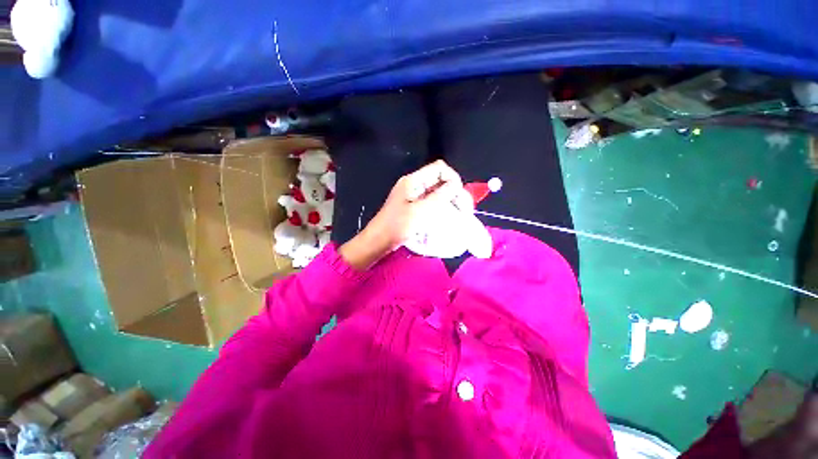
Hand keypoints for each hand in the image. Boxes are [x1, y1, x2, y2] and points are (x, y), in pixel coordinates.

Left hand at [339, 160, 472, 268]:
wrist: (380, 240)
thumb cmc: (397, 225)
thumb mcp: (420, 211)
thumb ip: (439, 197)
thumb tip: (456, 185)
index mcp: (413, 181)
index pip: (439, 168)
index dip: (452, 178)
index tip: (459, 194)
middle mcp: (415, 185)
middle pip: (440, 180)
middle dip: (454, 192)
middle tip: (464, 209)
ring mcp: (415, 196)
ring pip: (438, 192)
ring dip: (450, 201)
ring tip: (461, 214)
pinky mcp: (415, 206)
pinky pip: (432, 202)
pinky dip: (442, 207)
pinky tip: (449, 217)